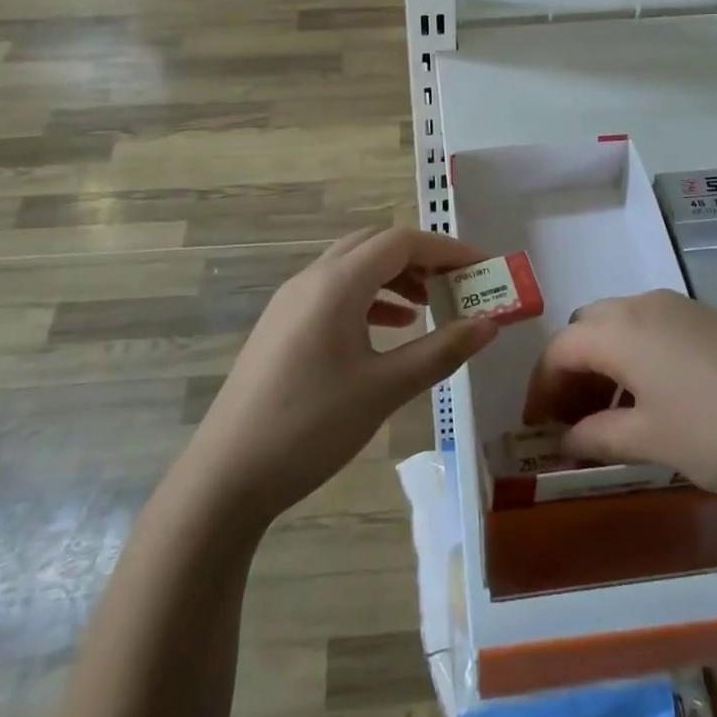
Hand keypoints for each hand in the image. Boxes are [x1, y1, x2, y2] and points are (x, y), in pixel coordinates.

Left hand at [184, 228, 498, 526]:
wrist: (227, 475)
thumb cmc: (311, 426)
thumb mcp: (384, 389)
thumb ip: (440, 351)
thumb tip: (490, 325)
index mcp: (337, 283)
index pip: (401, 242)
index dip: (446, 249)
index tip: (482, 267)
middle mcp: (311, 279)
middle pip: (375, 246)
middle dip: (420, 258)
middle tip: (456, 284)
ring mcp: (291, 302)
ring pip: (353, 268)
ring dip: (394, 277)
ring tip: (428, 306)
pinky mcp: (282, 326)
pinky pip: (334, 293)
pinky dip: (368, 299)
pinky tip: (388, 330)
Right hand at [521, 290, 716, 500]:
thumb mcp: (652, 441)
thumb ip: (599, 437)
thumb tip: (566, 440)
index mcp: (621, 329)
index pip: (560, 348)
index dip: (541, 386)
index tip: (536, 426)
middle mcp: (646, 305)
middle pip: (588, 328)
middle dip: (571, 369)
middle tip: (572, 418)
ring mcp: (683, 309)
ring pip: (622, 325)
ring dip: (604, 363)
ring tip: (611, 415)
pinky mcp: (712, 321)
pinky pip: (654, 329)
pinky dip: (636, 358)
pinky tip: (655, 400)